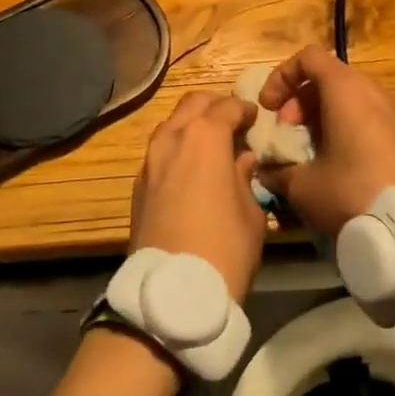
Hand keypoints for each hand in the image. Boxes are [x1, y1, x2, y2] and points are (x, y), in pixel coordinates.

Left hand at [129, 92, 265, 299]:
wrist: (173, 292)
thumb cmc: (225, 248)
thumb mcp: (252, 213)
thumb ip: (246, 177)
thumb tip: (242, 161)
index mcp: (205, 137)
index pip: (227, 107)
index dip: (245, 110)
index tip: (256, 119)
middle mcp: (172, 138)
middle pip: (193, 103)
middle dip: (215, 106)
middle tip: (233, 122)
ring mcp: (150, 161)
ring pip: (171, 124)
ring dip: (191, 124)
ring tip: (212, 145)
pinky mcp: (138, 185)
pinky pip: (160, 151)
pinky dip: (177, 149)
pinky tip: (191, 169)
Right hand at [254, 46, 394, 238]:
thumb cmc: (353, 192)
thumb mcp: (304, 186)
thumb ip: (279, 172)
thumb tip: (266, 171)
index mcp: (346, 89)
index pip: (308, 58)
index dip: (282, 77)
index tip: (268, 109)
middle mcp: (373, 91)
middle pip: (329, 79)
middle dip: (300, 103)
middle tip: (287, 136)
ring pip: (350, 100)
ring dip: (322, 118)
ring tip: (310, 154)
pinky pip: (369, 118)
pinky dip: (347, 130)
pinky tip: (339, 167)